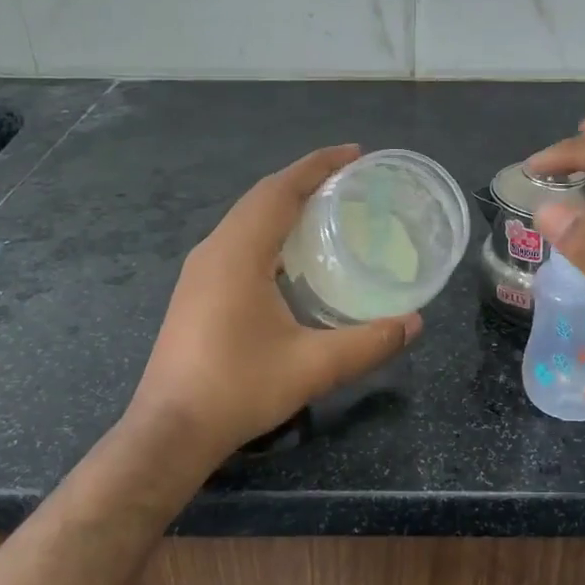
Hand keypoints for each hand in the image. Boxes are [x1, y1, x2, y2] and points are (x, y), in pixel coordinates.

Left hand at [129, 145, 421, 460]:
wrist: (169, 431)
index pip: (281, 190)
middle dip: (305, 179)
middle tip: (350, 178)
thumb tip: (415, 323)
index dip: (318, 166)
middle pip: (262, 196)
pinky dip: (270, 228)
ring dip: (285, 203)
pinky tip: (292, 254)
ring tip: (327, 207)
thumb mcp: (313, 367)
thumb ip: (368, 343)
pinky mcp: (196, 290)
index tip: (356, 153)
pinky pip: (238, 239)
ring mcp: (200, 270)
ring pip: (247, 217)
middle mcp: (214, 250)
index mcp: (239, 253)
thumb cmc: (238, 390)